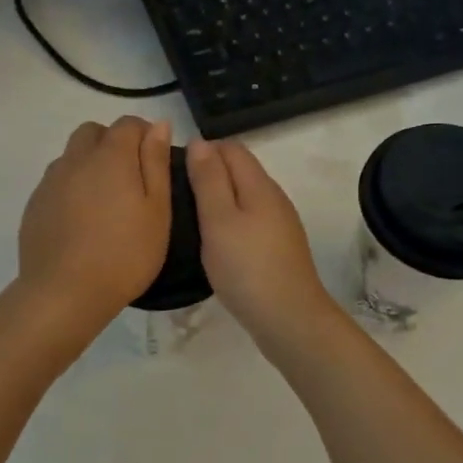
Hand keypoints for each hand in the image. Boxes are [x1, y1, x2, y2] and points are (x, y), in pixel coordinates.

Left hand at [18, 117, 172, 329]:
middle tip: (130, 178)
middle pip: (93, 132)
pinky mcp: (35, 205)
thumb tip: (158, 125)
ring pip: (72, 156)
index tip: (155, 160)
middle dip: (112, 142)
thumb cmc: (125, 253)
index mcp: (110, 157)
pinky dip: (72, 188)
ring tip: (105, 201)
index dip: (144, 134)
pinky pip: (56, 182)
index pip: (128, 124)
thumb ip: (156, 163)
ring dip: (90, 164)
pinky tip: (82, 221)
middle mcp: (75, 159)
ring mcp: (50, 182)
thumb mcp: (157, 210)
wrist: (65, 293)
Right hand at [187, 139, 336, 344]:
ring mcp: (279, 225)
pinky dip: (230, 222)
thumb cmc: (247, 267)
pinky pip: (249, 221)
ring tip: (189, 219)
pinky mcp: (278, 248)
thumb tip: (199, 142)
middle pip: (239, 171)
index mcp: (260, 185)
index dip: (202, 151)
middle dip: (209, 173)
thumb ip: (209, 180)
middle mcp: (273, 198)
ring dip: (218, 200)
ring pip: (244, 197)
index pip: (231, 148)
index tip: (173, 171)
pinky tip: (214, 242)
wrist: (289, 319)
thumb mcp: (219, 220)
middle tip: (175, 196)